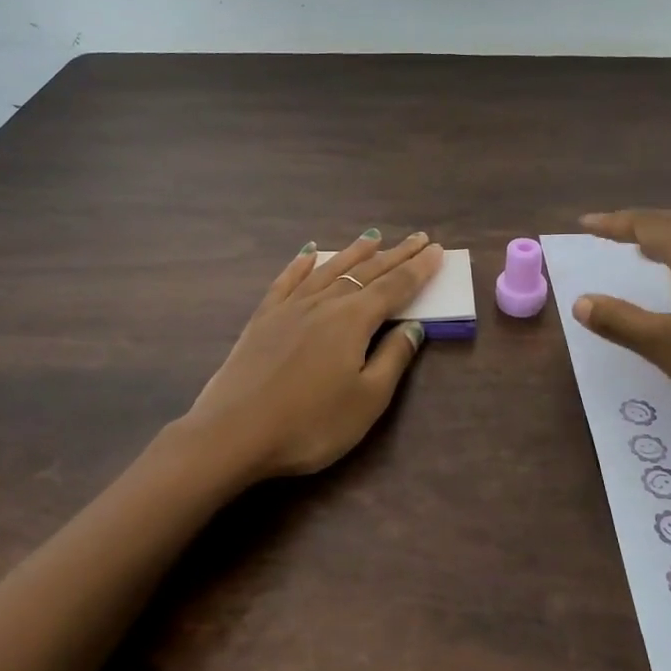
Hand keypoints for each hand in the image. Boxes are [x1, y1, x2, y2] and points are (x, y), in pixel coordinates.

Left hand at [174, 229, 444, 482]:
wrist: (233, 433)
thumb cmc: (310, 424)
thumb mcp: (366, 400)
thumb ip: (393, 359)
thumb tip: (414, 327)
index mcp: (354, 320)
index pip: (395, 287)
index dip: (419, 269)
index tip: (437, 249)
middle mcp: (324, 303)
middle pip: (367, 272)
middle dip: (396, 255)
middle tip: (418, 238)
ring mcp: (290, 307)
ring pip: (329, 270)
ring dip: (354, 253)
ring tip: (373, 237)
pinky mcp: (263, 318)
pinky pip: (288, 280)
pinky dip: (302, 264)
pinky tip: (309, 253)